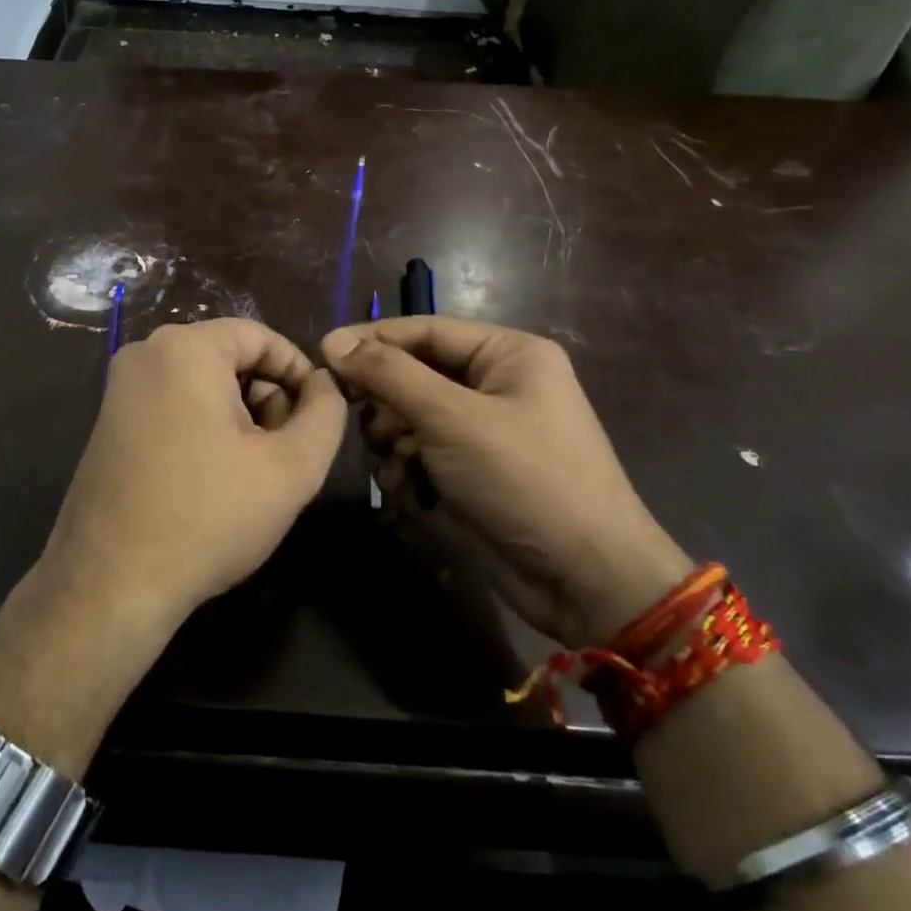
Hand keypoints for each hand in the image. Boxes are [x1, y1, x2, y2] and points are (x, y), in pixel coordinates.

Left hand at [40, 318, 347, 640]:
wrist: (110, 584)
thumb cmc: (207, 517)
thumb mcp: (290, 468)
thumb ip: (325, 414)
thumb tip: (324, 385)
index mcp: (184, 348)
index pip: (260, 336)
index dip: (298, 372)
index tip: (317, 417)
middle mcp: (145, 353)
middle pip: (230, 358)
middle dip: (266, 399)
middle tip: (281, 454)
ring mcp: (120, 388)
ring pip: (204, 383)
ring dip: (238, 418)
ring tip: (249, 474)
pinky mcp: (109, 421)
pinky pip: (174, 404)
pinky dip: (204, 428)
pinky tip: (212, 479)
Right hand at [322, 318, 691, 646]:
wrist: (587, 580)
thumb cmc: (524, 480)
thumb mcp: (451, 418)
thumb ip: (389, 375)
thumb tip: (333, 342)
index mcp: (508, 353)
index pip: (425, 330)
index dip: (372, 340)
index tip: (322, 354)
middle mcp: (500, 382)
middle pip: (418, 372)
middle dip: (386, 398)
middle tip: (352, 416)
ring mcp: (490, 428)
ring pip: (416, 413)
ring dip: (394, 436)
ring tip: (393, 462)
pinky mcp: (479, 468)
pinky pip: (428, 449)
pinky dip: (410, 464)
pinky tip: (403, 488)